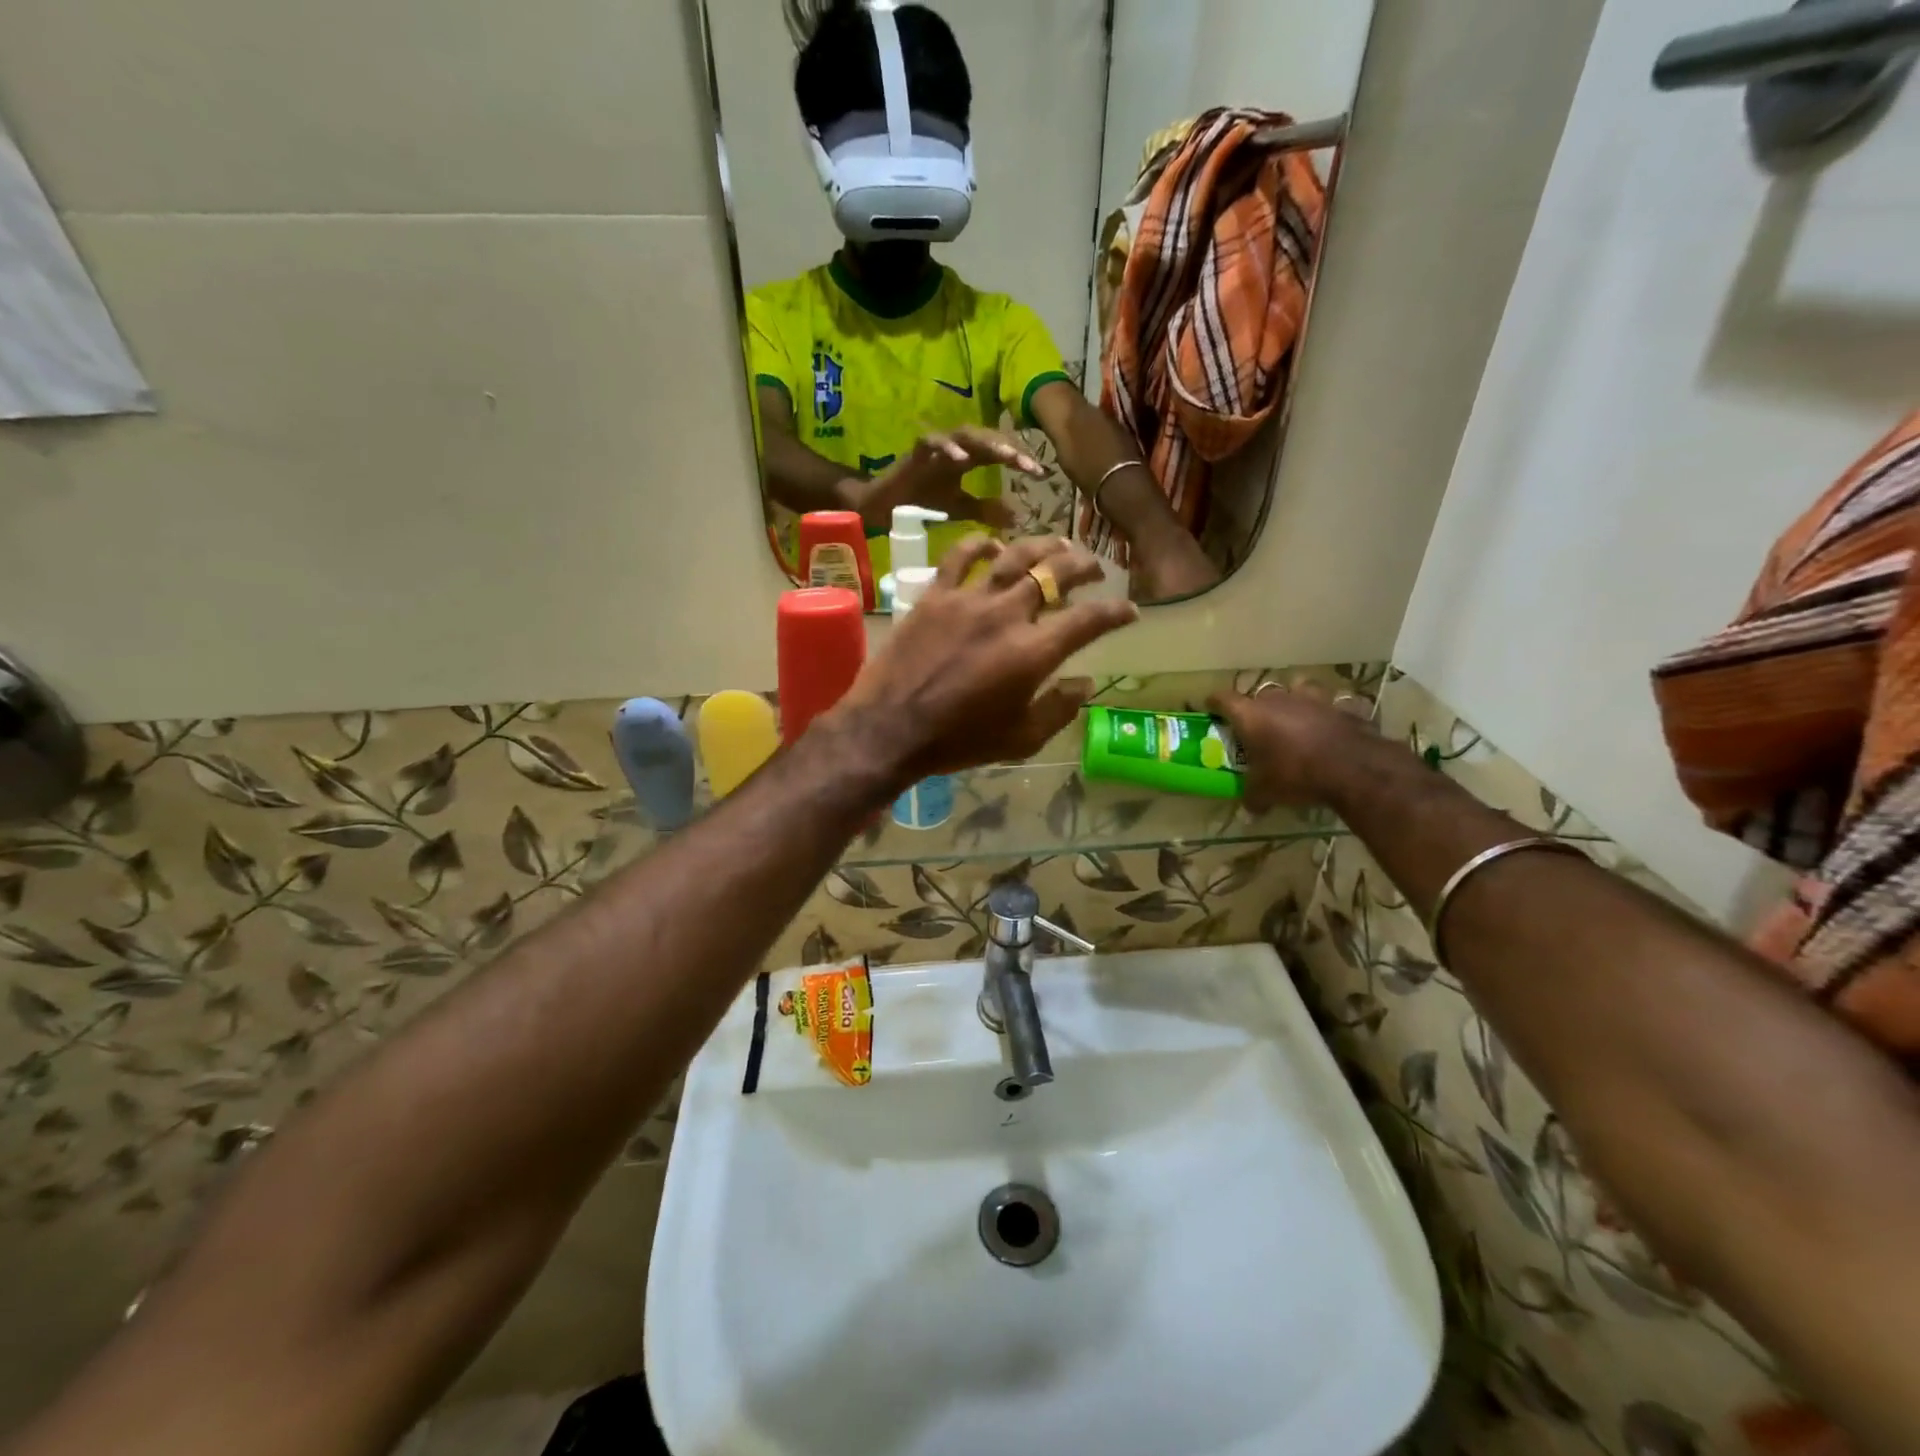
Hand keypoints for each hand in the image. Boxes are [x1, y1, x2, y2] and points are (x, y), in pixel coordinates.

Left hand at [830, 536, 1138, 785]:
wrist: (890, 729)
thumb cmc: (958, 742)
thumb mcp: (1020, 740)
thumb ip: (1058, 709)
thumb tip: (1084, 684)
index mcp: (1034, 653)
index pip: (1088, 620)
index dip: (1114, 612)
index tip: (1129, 609)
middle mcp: (1007, 615)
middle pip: (1054, 574)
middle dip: (1083, 566)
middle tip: (1095, 567)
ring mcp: (968, 600)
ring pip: (1013, 556)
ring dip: (1041, 546)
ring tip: (1057, 544)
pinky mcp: (934, 597)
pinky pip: (959, 558)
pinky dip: (979, 545)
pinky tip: (992, 544)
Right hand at [856, 426, 1042, 532]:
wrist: (883, 507)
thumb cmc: (920, 503)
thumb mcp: (960, 509)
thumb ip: (986, 510)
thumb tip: (1017, 518)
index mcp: (968, 459)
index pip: (999, 453)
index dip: (1020, 460)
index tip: (1041, 475)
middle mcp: (955, 448)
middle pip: (987, 439)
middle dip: (1010, 449)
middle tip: (1030, 465)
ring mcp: (935, 447)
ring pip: (965, 435)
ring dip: (986, 443)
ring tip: (1006, 457)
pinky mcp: (915, 451)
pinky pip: (932, 441)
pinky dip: (947, 448)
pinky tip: (961, 459)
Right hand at [1207, 684, 1375, 811]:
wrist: (1353, 769)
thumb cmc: (1296, 775)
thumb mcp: (1266, 792)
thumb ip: (1252, 797)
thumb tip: (1247, 810)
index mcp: (1251, 715)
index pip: (1223, 699)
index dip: (1214, 703)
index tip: (1210, 709)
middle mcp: (1279, 700)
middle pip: (1260, 693)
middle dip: (1256, 706)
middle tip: (1256, 724)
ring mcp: (1313, 699)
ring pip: (1298, 687)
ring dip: (1294, 698)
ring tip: (1295, 714)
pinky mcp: (1341, 707)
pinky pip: (1331, 703)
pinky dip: (1328, 711)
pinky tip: (1330, 723)